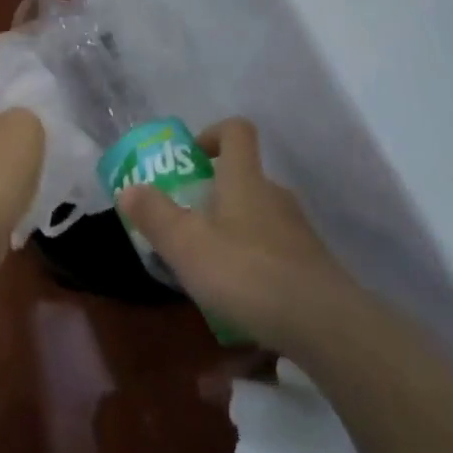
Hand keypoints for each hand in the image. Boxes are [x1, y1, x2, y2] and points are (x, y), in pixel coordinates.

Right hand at [119, 119, 357, 352]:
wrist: (324, 322)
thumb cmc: (247, 272)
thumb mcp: (186, 245)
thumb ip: (155, 215)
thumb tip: (129, 189)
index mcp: (244, 178)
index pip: (236, 130)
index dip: (212, 134)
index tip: (192, 158)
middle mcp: (274, 193)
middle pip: (244, 176)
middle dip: (214, 193)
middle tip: (187, 224)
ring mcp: (298, 228)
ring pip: (258, 214)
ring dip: (233, 229)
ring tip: (209, 266)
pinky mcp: (311, 263)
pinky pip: (274, 247)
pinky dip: (255, 259)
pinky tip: (241, 296)